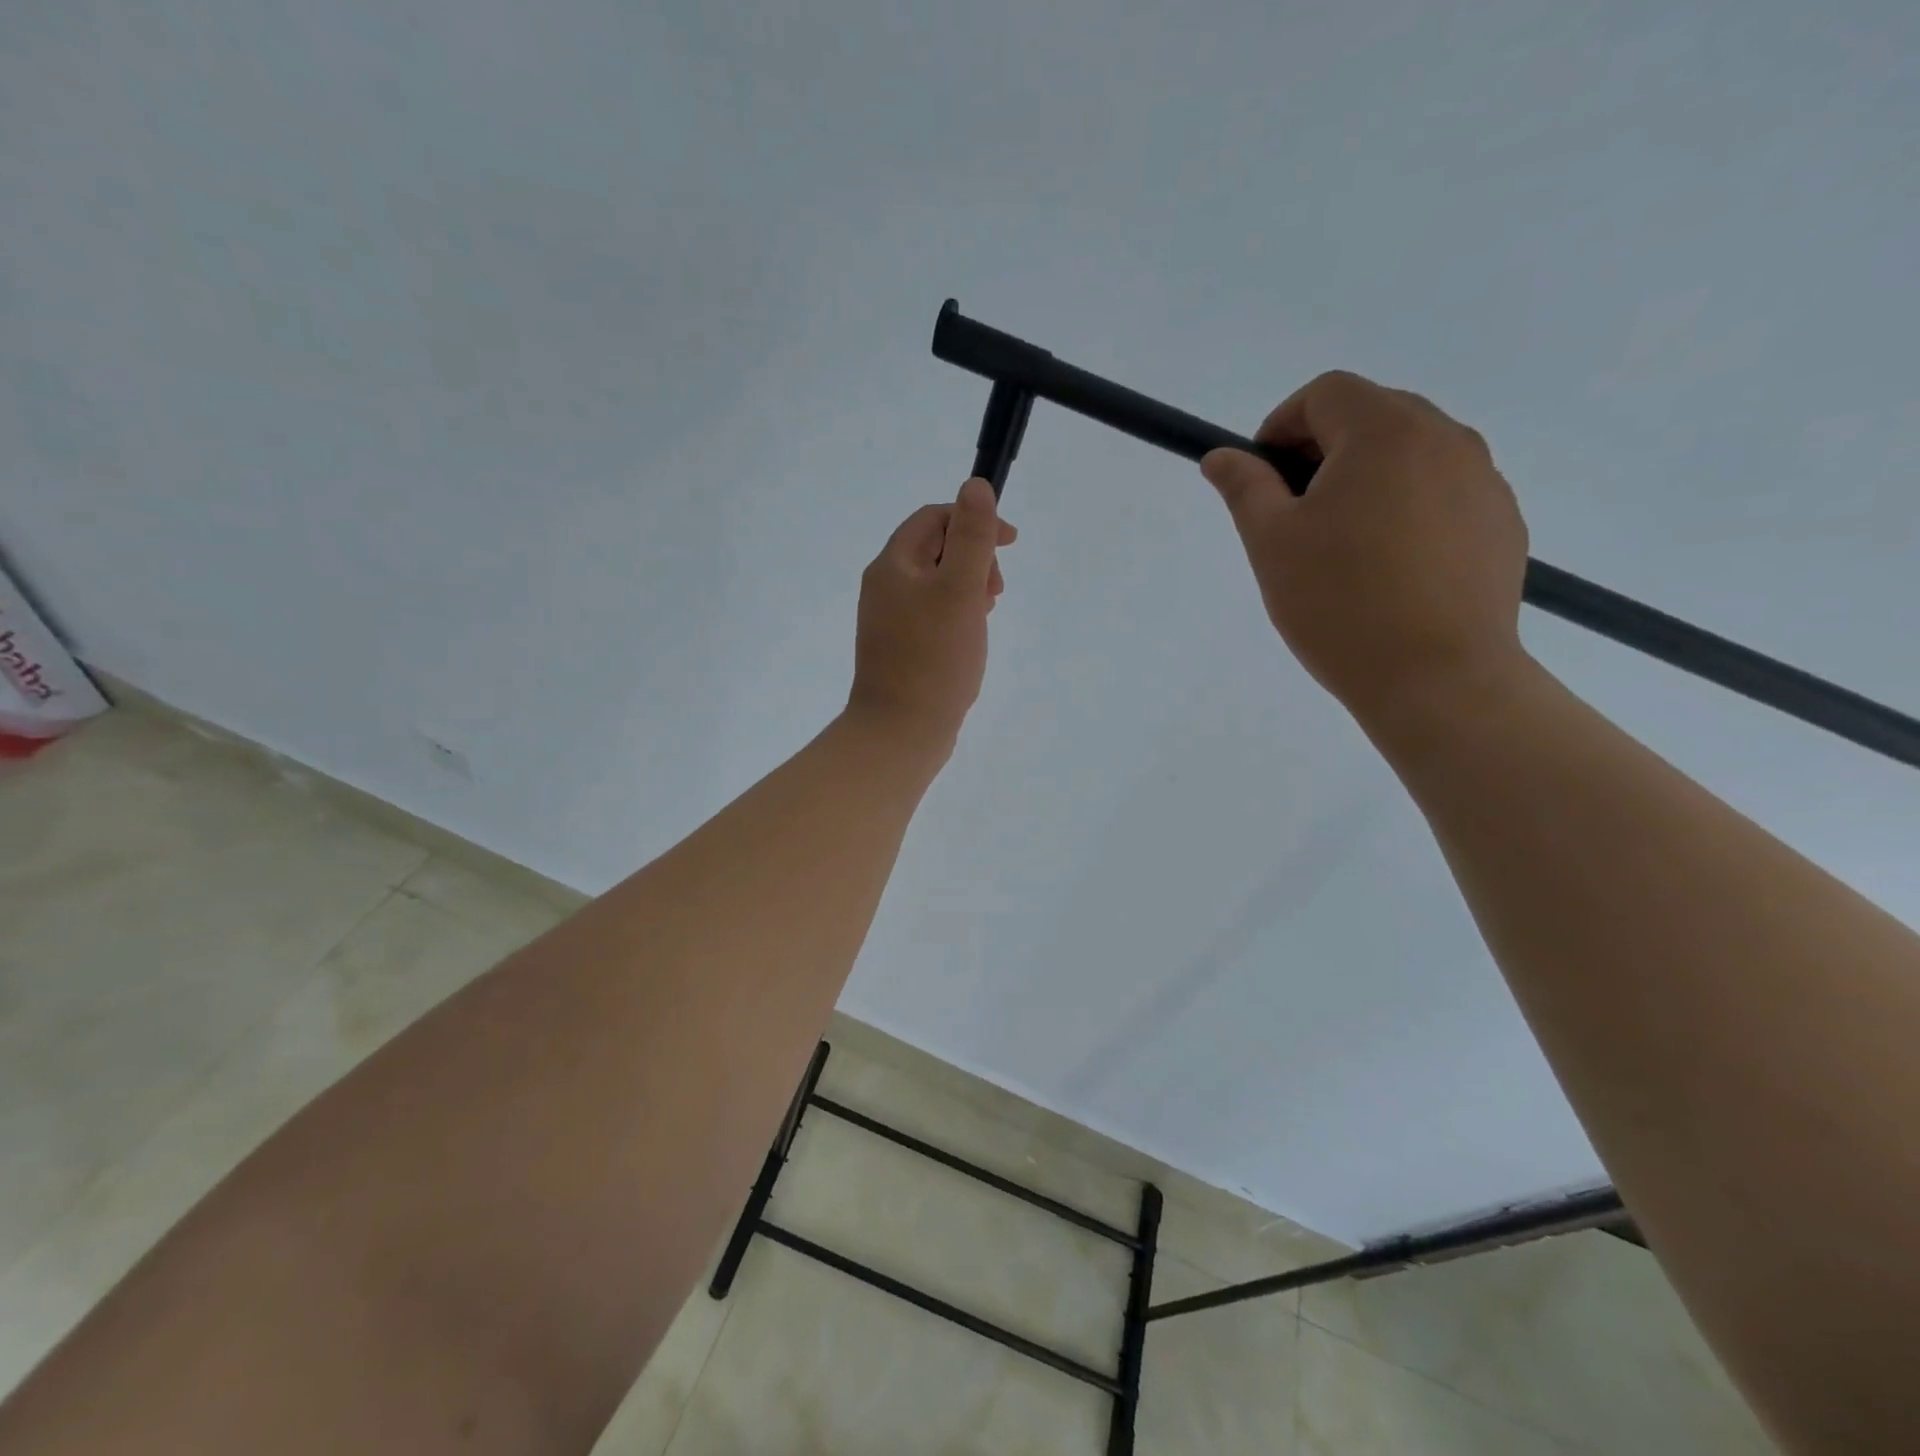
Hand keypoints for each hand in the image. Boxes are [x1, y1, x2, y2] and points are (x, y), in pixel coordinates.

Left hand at [848, 477, 1016, 755]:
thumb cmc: (934, 658)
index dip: (974, 520)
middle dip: (973, 557)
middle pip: (934, 549)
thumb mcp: (960, 589)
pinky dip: (957, 614)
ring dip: (968, 587)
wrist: (901, 731)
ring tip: (986, 613)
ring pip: (936, 584)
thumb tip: (975, 487)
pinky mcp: (900, 648)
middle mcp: (885, 587)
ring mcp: (889, 620)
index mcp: (893, 565)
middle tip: (995, 590)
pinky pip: (932, 615)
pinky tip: (971, 637)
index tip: (1010, 542)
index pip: (933, 518)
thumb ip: (971, 537)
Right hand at [1200, 371, 1530, 729]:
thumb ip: (1244, 487)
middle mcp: (1445, 438)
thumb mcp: (1271, 542)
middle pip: (1373, 415)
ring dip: (1367, 477)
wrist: (1436, 676)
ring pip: (1412, 453)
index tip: (1261, 476)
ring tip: (1341, 543)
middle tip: (1294, 511)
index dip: (1282, 424)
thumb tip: (1220, 456)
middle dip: (1323, 449)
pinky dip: (1406, 507)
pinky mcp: (1501, 522)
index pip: (1327, 393)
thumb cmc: (1338, 603)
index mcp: (1385, 432)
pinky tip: (1387, 566)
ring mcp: (1483, 480)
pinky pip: (1443, 492)